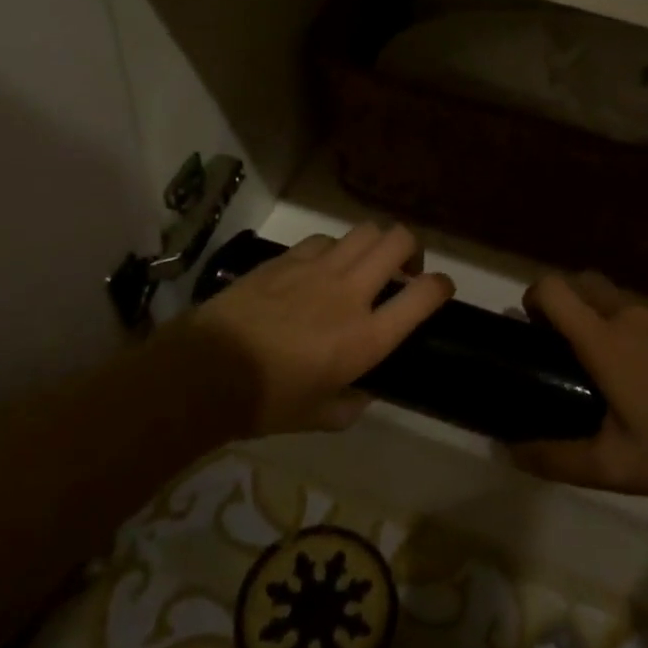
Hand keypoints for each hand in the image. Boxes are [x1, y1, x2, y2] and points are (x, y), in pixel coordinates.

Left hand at [171, 224, 454, 435]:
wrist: (205, 372)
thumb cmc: (267, 402)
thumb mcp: (321, 417)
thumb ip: (352, 403)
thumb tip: (363, 392)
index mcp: (368, 337)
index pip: (425, 295)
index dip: (441, 286)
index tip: (439, 290)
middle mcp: (351, 293)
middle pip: (399, 241)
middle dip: (411, 250)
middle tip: (401, 272)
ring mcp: (318, 269)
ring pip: (365, 231)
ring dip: (374, 245)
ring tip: (363, 265)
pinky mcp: (287, 258)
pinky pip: (325, 240)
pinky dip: (334, 249)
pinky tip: (320, 268)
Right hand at [512, 273, 647, 494]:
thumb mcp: (615, 466)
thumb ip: (558, 459)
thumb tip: (512, 451)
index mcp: (603, 338)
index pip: (553, 288)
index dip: (532, 299)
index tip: (532, 330)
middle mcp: (630, 313)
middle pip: (583, 281)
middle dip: (564, 302)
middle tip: (563, 345)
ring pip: (616, 294)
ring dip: (599, 312)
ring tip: (606, 361)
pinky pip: (647, 309)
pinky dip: (633, 323)